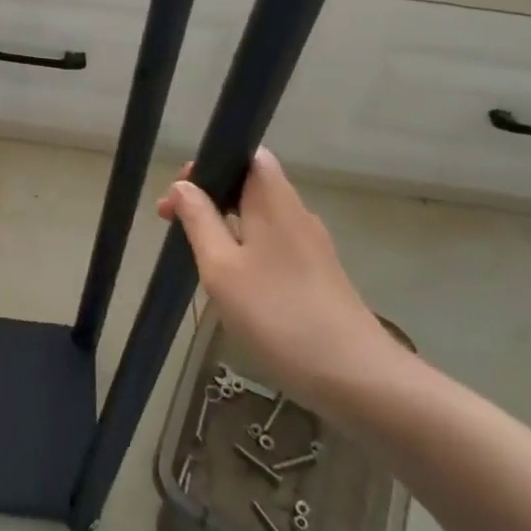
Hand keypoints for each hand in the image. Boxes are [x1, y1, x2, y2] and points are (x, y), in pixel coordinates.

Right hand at [159, 148, 412, 421]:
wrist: (354, 376)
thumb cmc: (277, 314)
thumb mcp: (221, 268)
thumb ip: (199, 221)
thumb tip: (183, 186)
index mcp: (274, 200)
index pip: (247, 155)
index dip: (211, 163)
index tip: (179, 194)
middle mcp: (296, 212)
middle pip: (252, 184)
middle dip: (212, 196)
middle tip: (175, 224)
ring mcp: (312, 245)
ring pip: (262, 216)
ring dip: (227, 224)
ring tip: (197, 254)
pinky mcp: (318, 273)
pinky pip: (274, 243)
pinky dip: (247, 248)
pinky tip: (232, 282)